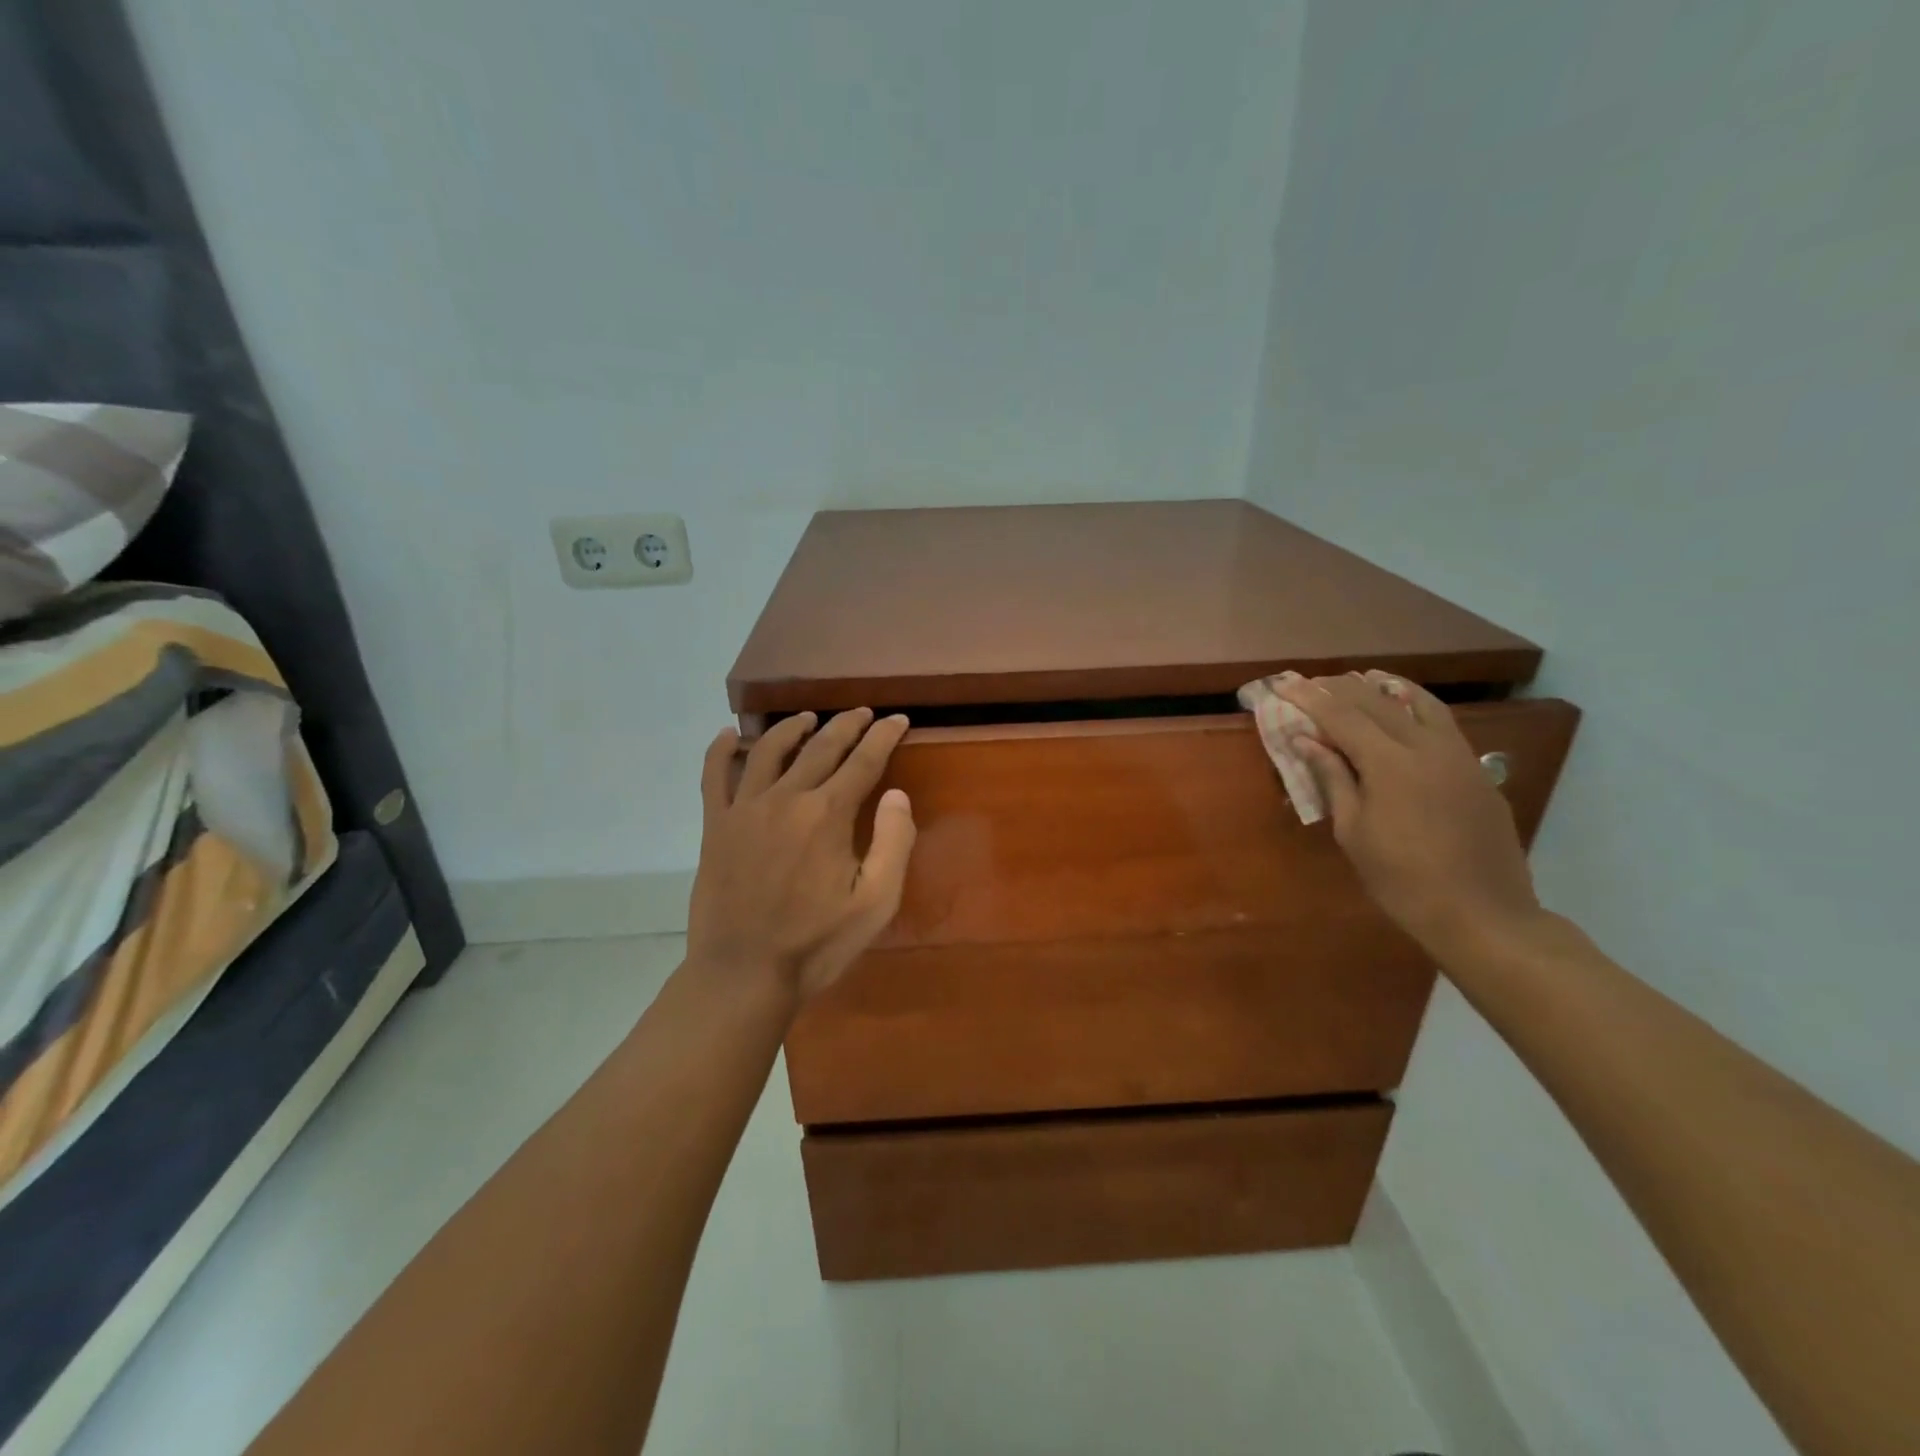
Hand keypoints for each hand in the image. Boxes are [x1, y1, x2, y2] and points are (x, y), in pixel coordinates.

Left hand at [687, 708, 916, 1003]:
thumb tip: (897, 794)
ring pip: (769, 750)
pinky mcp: (715, 826)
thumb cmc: (816, 943)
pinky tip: (728, 736)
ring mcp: (745, 809)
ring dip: (792, 727)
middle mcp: (786, 798)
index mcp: (828, 815)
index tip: (897, 720)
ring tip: (807, 718)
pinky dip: (721, 750)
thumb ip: (894, 842)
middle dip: (846, 725)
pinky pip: (714, 776)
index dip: (884, 736)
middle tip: (863, 713)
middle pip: (821, 747)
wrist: (743, 974)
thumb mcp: (876, 902)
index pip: (863, 760)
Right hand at [1278, 672, 1542, 957]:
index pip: (1342, 717)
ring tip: (1362, 677)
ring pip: (1419, 703)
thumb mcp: (1354, 832)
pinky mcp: (1477, 770)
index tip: (1284, 684)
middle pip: (1377, 702)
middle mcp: (1426, 747)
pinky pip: (1443, 723)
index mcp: (1390, 764)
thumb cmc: (1402, 880)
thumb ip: (1334, 779)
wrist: (1482, 914)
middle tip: (1311, 682)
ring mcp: (1458, 756)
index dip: (1310, 698)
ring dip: (1384, 687)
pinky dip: (1417, 706)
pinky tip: (1406, 709)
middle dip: (1339, 688)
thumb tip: (1308, 742)